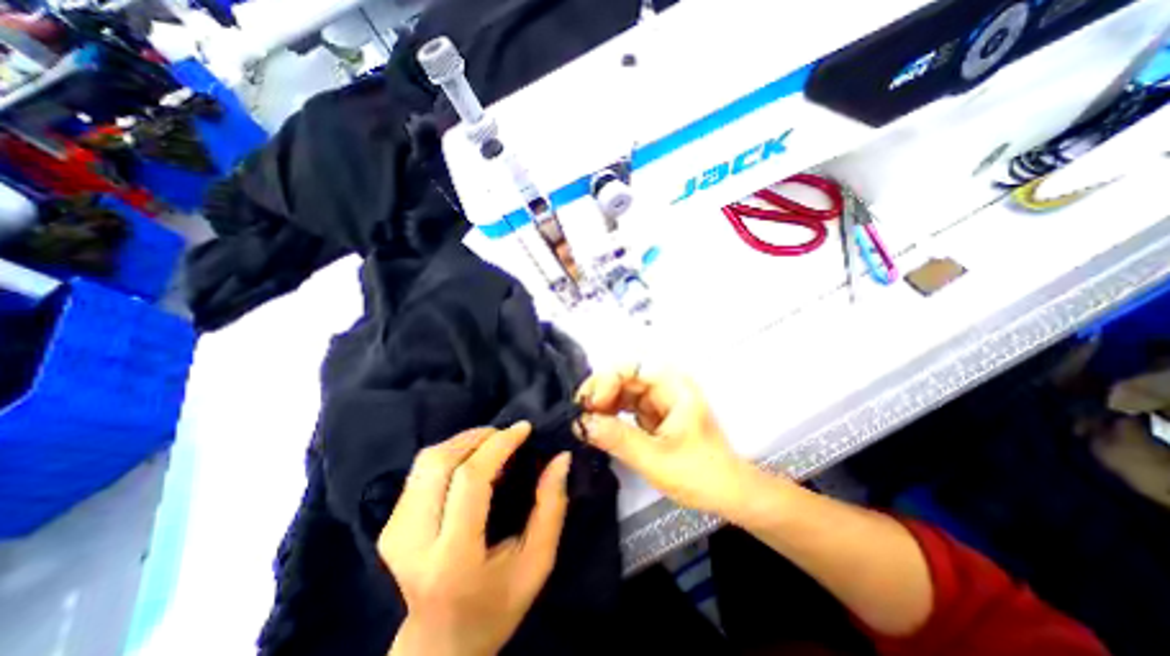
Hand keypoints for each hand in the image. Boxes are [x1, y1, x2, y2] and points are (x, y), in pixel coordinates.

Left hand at [381, 420, 571, 654]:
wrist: (438, 646)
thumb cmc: (496, 606)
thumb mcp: (537, 562)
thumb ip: (551, 507)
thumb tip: (561, 457)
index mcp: (451, 558)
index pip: (469, 479)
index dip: (498, 445)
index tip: (523, 429)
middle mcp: (413, 542)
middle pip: (441, 461)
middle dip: (479, 437)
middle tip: (508, 436)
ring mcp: (394, 532)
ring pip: (427, 460)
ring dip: (464, 442)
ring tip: (492, 445)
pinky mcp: (389, 525)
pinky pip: (421, 470)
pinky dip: (451, 455)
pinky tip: (471, 462)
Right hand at [576, 366, 763, 519]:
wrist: (727, 493)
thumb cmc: (699, 474)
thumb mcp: (655, 458)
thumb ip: (617, 438)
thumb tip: (580, 423)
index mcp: (674, 387)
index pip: (633, 367)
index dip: (607, 380)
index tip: (590, 404)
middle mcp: (666, 386)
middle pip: (625, 376)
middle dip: (601, 391)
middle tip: (581, 413)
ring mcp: (660, 400)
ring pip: (623, 390)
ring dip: (603, 403)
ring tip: (586, 420)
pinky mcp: (654, 414)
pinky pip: (627, 406)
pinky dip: (611, 414)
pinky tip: (599, 425)